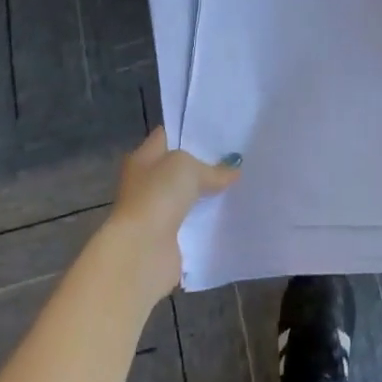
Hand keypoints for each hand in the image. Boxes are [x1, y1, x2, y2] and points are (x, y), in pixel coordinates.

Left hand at [105, 129, 239, 304]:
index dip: (190, 131)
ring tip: (239, 182)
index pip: (167, 136)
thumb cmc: (158, 195)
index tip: (219, 131)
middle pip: (178, 167)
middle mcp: (145, 182)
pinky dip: (206, 218)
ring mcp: (156, 210)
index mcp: (142, 158)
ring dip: (206, 193)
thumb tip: (233, 171)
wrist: (143, 249)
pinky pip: (192, 220)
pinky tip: (229, 210)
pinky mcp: (167, 236)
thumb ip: (212, 168)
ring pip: (187, 195)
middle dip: (204, 163)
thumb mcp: (188, 167)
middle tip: (236, 157)